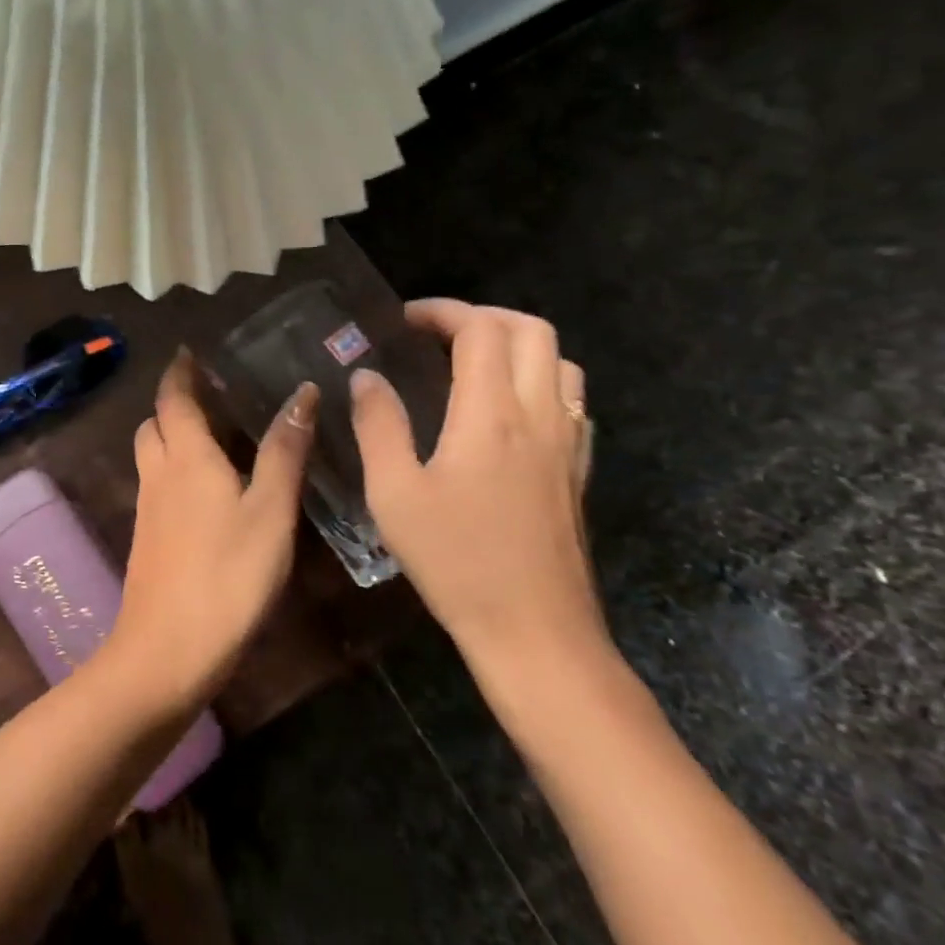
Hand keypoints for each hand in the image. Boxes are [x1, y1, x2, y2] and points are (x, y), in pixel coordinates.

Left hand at [108, 351, 317, 712]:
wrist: (167, 649)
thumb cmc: (228, 574)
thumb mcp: (270, 510)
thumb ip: (284, 451)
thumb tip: (302, 393)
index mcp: (186, 456)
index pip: (173, 397)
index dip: (179, 372)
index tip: (190, 352)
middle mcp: (158, 473)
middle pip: (154, 423)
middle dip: (173, 403)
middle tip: (208, 395)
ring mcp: (147, 508)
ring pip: (151, 455)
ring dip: (170, 436)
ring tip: (210, 437)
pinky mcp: (147, 539)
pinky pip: (156, 486)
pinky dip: (173, 470)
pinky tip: (204, 491)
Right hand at [351, 299, 606, 696]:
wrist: (535, 633)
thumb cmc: (455, 561)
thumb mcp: (394, 493)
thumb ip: (378, 425)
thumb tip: (366, 377)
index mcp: (491, 415)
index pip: (480, 329)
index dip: (441, 311)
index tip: (403, 321)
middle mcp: (539, 415)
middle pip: (531, 330)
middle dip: (482, 316)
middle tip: (437, 334)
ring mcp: (567, 443)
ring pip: (560, 361)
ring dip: (516, 344)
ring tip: (470, 363)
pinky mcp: (577, 471)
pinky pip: (571, 400)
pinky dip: (539, 380)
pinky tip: (507, 410)